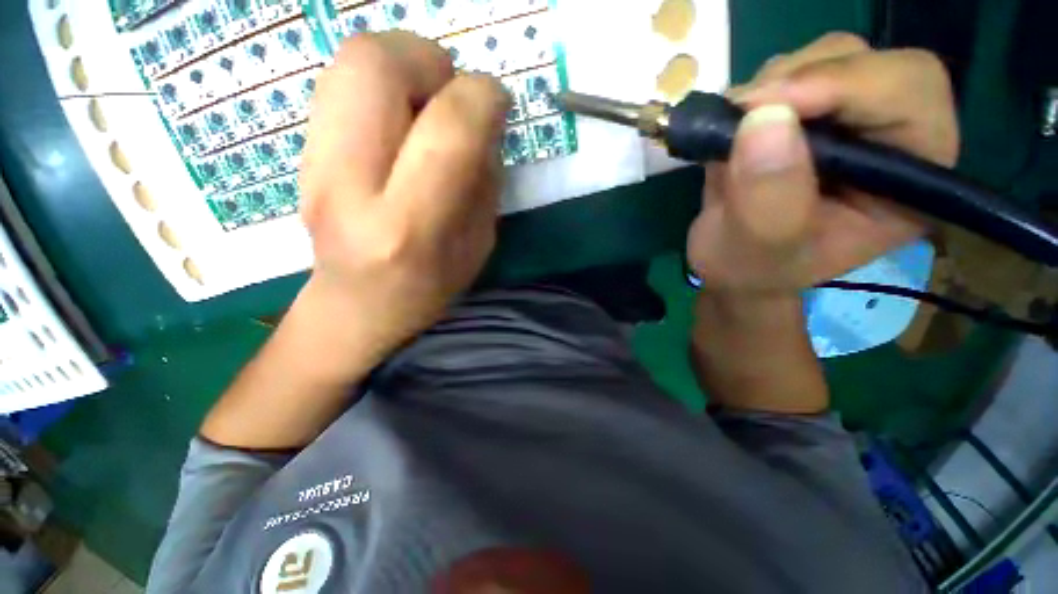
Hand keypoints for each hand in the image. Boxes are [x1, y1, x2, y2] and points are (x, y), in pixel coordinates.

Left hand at [297, 32, 508, 364]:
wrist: (357, 307)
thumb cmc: (429, 287)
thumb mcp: (478, 245)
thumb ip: (485, 179)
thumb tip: (485, 121)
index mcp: (410, 225)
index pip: (449, 127)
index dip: (483, 97)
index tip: (497, 105)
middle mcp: (350, 186)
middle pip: (375, 63)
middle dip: (430, 59)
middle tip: (453, 94)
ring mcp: (312, 163)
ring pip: (350, 60)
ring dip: (404, 65)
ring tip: (427, 106)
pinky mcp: (299, 150)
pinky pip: (339, 82)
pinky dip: (381, 84)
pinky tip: (400, 121)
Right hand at [686, 32, 958, 294]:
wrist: (729, 263)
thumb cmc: (752, 269)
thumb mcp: (760, 248)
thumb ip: (769, 197)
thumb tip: (763, 118)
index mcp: (909, 178)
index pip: (911, 93)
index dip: (847, 84)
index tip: (766, 107)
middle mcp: (889, 137)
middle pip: (869, 62)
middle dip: (800, 81)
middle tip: (742, 116)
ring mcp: (845, 120)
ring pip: (824, 58)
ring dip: (770, 87)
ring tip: (732, 135)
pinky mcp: (805, 115)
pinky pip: (786, 73)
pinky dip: (751, 94)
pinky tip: (732, 132)